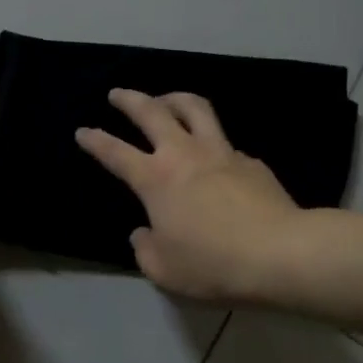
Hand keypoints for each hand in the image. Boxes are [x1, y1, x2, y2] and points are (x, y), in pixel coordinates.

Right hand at [76, 90, 301, 302]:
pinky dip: (211, 140)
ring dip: (173, 98)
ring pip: (194, 108)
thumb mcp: (165, 269)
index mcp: (156, 180)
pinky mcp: (250, 161)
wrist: (279, 253)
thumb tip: (143, 233)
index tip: (82, 131)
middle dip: (130, 99)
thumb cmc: (213, 263)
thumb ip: (145, 249)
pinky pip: (225, 141)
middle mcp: (184, 155)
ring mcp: (220, 152)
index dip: (95, 140)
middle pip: (152, 112)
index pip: (115, 152)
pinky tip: (214, 156)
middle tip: (118, 93)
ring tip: (165, 99)